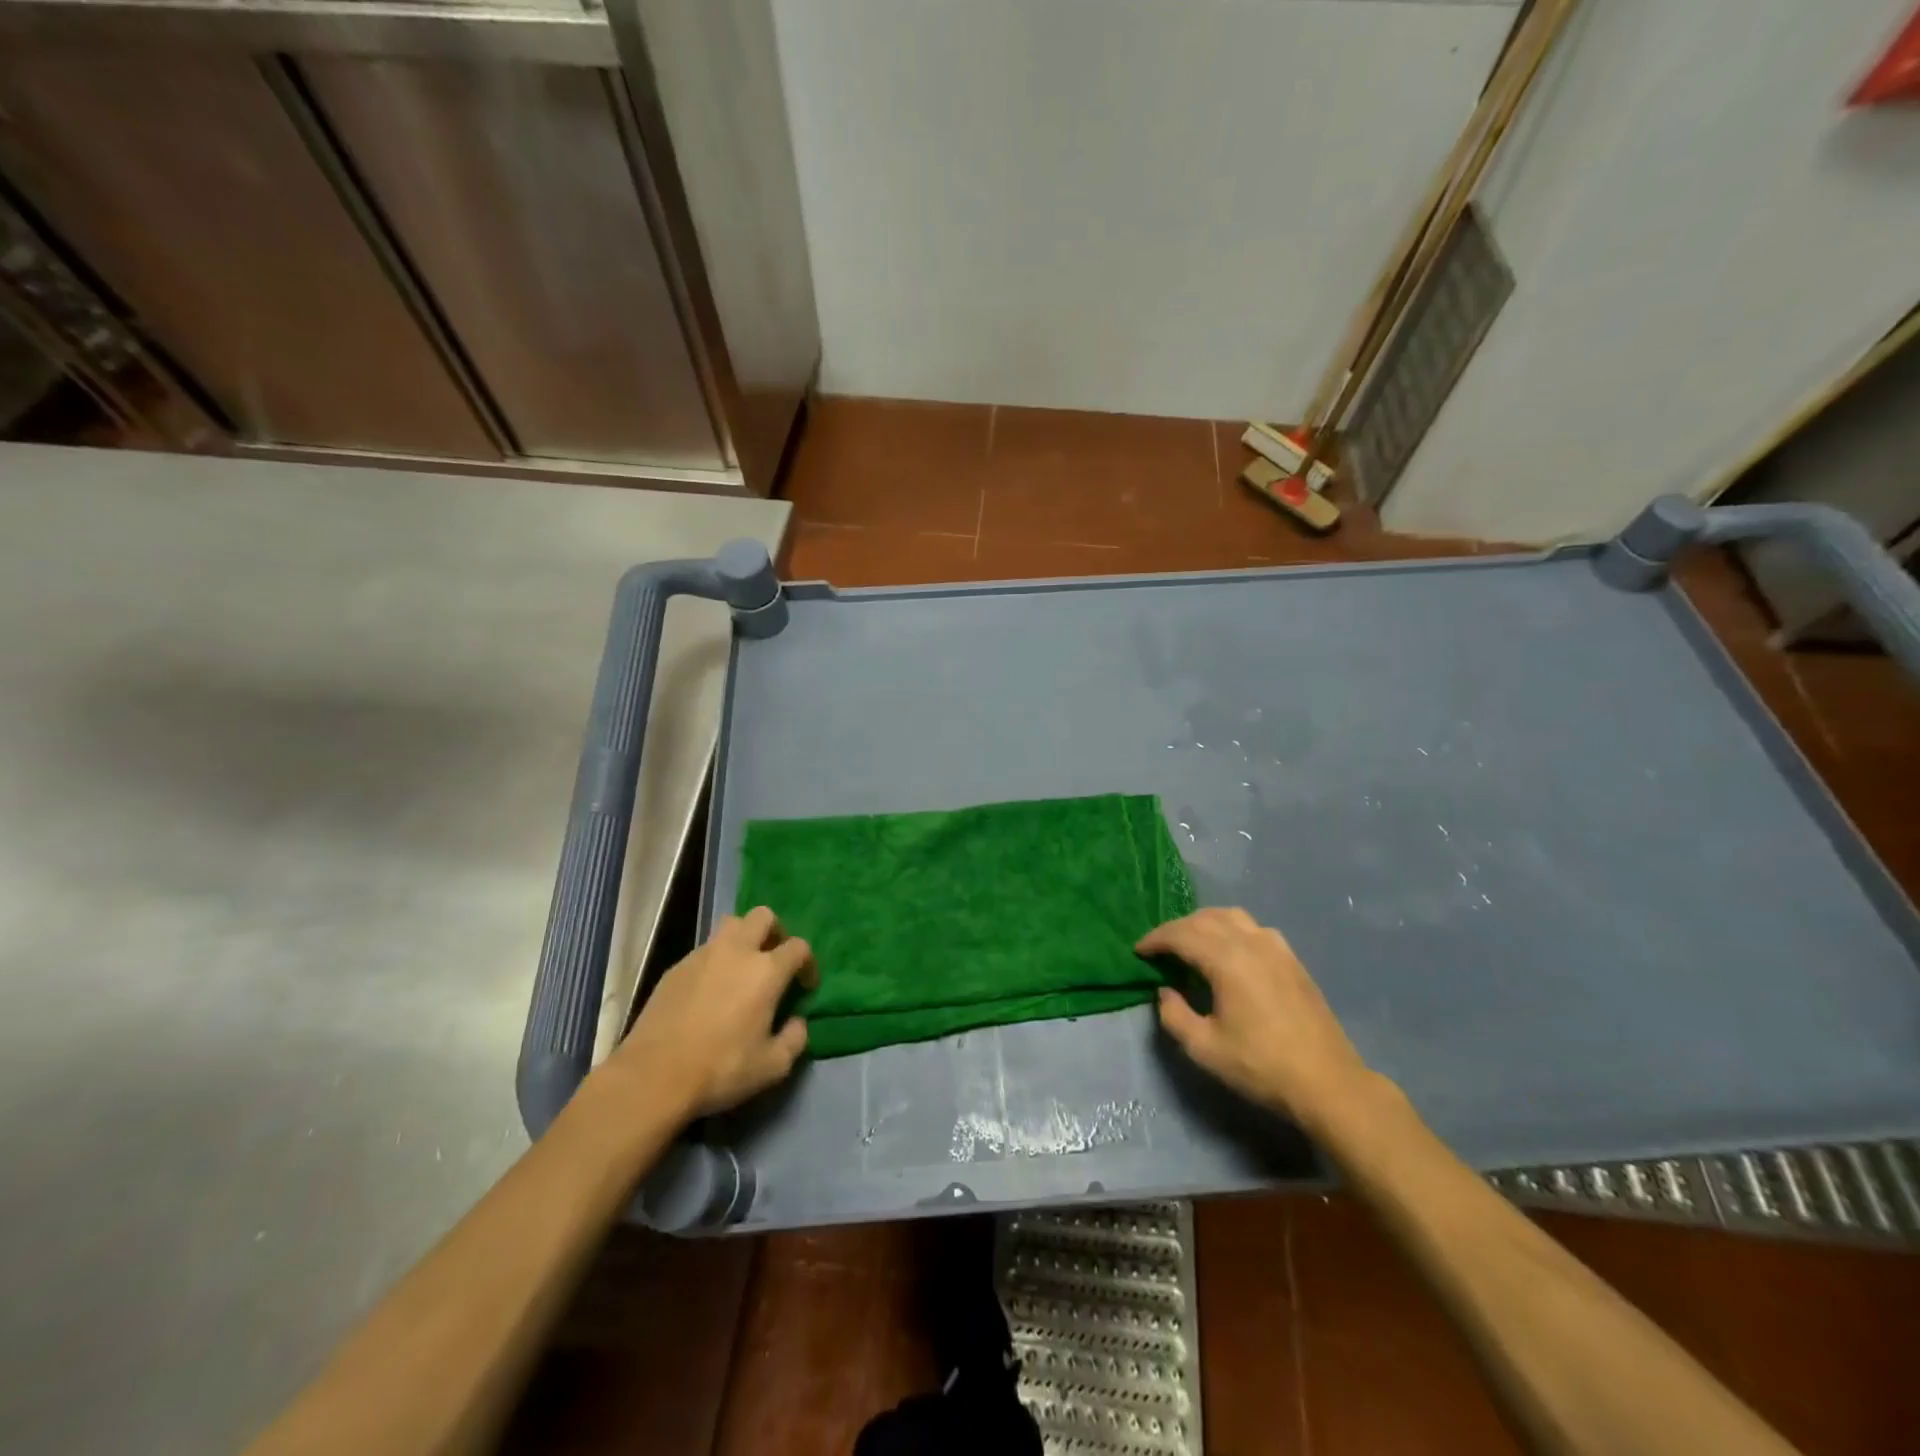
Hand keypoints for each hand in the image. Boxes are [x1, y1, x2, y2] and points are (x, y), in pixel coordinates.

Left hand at [614, 906, 815, 1120]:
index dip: (808, 963)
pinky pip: (705, 949)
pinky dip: (716, 959)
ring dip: (744, 938)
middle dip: (776, 931)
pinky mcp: (676, 967)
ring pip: (731, 924)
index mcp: (766, 970)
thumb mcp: (772, 1066)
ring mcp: (703, 955)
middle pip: (763, 916)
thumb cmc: (721, 1068)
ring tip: (743, 967)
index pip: (798, 947)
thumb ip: (795, 1039)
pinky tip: (710, 989)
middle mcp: (737, 951)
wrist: (653, 1076)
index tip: (805, 985)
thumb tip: (796, 1022)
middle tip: (775, 959)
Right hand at [1139, 907, 1378, 1129]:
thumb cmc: (1261, 1066)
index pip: (1181, 934)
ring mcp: (1276, 947)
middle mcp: (1251, 942)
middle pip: (1204, 919)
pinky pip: (1253, 928)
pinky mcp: (1292, 959)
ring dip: (1204, 923)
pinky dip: (1231, 929)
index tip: (1139, 951)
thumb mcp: (1205, 1048)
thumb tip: (1166, 991)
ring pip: (1231, 916)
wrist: (1328, 1083)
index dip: (1155, 940)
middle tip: (1159, 949)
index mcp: (1227, 959)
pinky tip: (1229, 952)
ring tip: (1191, 943)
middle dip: (1176, 929)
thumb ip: (1174, 1015)